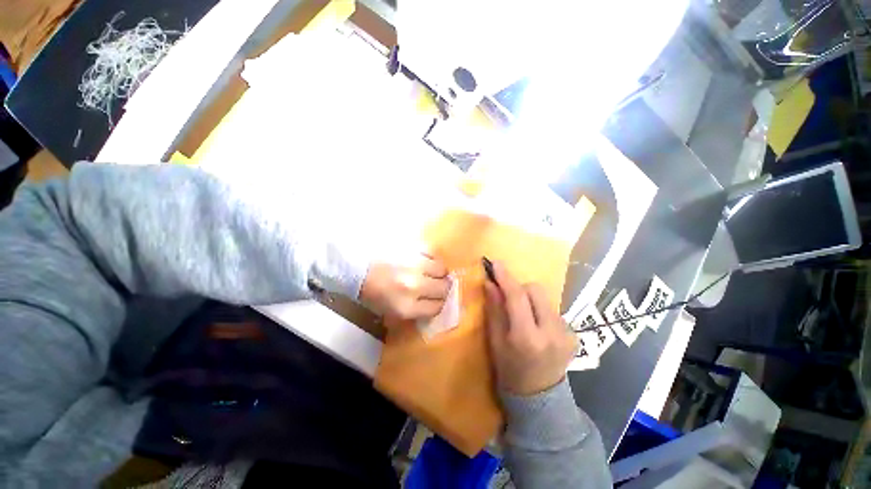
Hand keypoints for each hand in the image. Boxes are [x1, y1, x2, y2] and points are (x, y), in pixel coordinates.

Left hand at [360, 254, 450, 319]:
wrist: (355, 266)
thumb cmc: (371, 291)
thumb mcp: (391, 310)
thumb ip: (415, 309)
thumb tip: (435, 303)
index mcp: (406, 307)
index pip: (437, 307)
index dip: (438, 303)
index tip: (436, 299)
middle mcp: (414, 287)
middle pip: (443, 289)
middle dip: (442, 288)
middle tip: (436, 285)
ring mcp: (415, 265)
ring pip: (442, 269)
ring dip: (439, 272)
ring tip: (431, 271)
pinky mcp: (413, 248)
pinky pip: (433, 253)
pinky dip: (431, 257)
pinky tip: (425, 259)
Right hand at [484, 260, 576, 395]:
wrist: (540, 398)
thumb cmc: (510, 370)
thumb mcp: (496, 341)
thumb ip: (494, 310)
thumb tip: (490, 283)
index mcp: (527, 337)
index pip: (517, 298)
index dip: (506, 278)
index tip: (495, 264)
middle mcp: (552, 332)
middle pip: (536, 290)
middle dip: (520, 289)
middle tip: (509, 300)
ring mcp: (567, 333)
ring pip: (545, 298)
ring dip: (530, 300)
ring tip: (523, 317)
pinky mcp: (574, 334)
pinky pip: (552, 309)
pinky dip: (540, 310)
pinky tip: (536, 326)